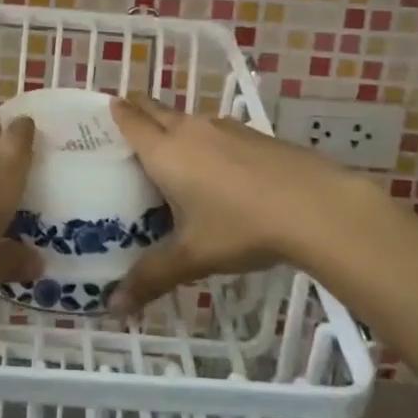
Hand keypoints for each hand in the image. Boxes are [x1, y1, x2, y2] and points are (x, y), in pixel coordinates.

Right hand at [106, 97, 385, 314]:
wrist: (314, 205)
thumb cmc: (241, 226)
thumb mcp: (192, 256)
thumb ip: (151, 277)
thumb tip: (112, 308)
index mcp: (165, 151)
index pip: (130, 120)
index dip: (115, 113)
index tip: (103, 112)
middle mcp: (189, 129)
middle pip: (155, 109)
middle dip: (138, 111)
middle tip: (126, 127)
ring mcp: (224, 128)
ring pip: (187, 119)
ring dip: (173, 126)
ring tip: (169, 152)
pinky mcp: (253, 134)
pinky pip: (215, 130)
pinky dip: (204, 140)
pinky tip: (217, 168)